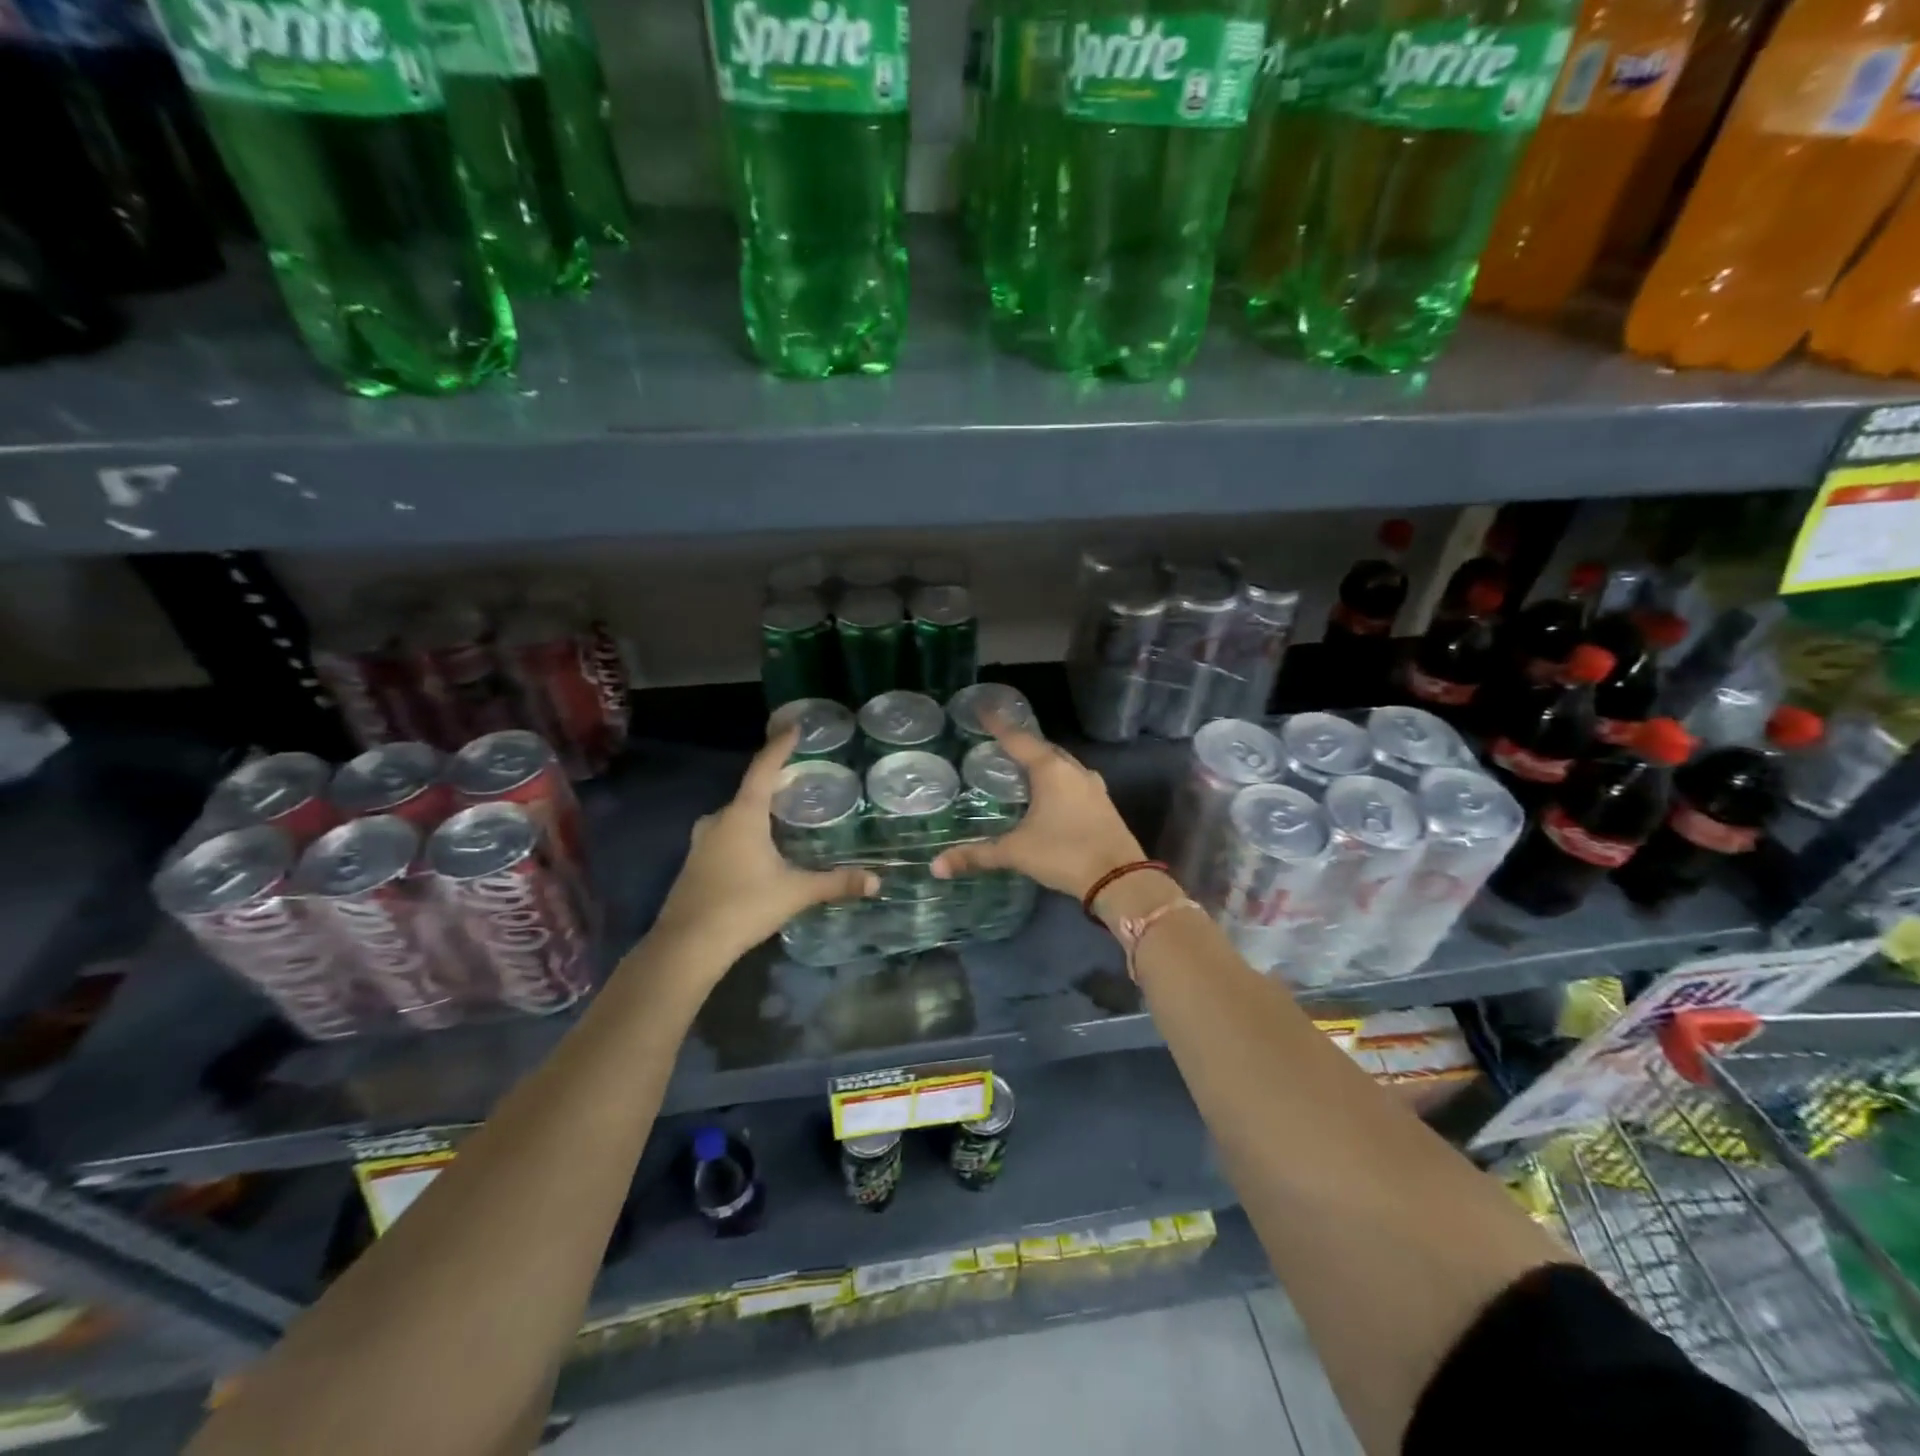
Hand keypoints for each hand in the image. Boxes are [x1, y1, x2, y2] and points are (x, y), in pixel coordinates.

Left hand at [650, 728, 877, 970]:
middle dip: (774, 784)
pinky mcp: (695, 863)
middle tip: (800, 780)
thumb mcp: (795, 892)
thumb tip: (876, 880)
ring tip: (784, 816)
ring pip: (735, 816)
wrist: (686, 946)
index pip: (764, 769)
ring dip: (757, 812)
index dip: (780, 746)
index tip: (794, 727)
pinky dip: (744, 833)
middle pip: (749, 792)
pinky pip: (725, 835)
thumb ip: (835, 883)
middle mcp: (718, 820)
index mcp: (742, 815)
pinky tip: (760, 850)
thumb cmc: (742, 907)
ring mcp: (702, 842)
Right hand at [930, 727, 1143, 900]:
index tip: (982, 709)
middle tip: (997, 742)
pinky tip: (1046, 793)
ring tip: (1018, 766)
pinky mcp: (1102, 803)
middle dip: (1021, 743)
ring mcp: (1093, 786)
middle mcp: (1074, 770)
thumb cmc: (1064, 854)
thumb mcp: (1016, 853)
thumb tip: (936, 866)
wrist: (1120, 879)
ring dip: (1041, 762)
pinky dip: (1055, 779)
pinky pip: (1073, 780)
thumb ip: (977, 855)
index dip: (998, 724)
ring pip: (1061, 764)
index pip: (1018, 739)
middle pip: (1042, 748)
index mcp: (1051, 770)